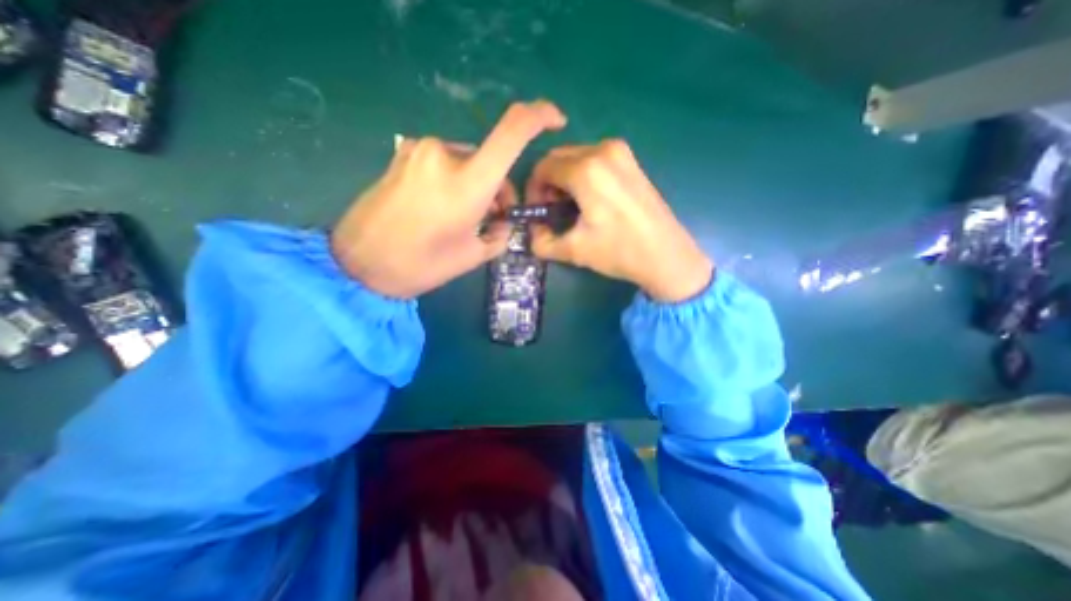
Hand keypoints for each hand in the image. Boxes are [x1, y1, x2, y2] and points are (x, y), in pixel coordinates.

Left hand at [334, 101, 568, 300]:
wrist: (358, 264)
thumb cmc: (421, 265)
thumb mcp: (473, 256)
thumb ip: (499, 235)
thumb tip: (503, 222)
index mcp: (468, 183)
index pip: (513, 130)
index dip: (540, 116)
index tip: (557, 120)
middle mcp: (446, 154)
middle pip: (490, 158)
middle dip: (498, 187)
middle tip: (493, 219)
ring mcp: (420, 149)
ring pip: (468, 161)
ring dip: (476, 185)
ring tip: (464, 218)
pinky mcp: (404, 154)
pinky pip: (445, 162)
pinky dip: (455, 180)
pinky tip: (442, 208)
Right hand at [526, 138, 708, 299]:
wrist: (666, 256)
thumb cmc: (619, 251)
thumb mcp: (573, 250)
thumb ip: (541, 242)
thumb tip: (532, 233)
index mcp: (586, 170)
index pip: (542, 168)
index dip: (533, 189)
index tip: (537, 211)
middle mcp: (602, 150)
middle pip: (558, 158)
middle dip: (548, 183)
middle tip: (551, 211)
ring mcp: (621, 152)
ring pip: (576, 157)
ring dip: (565, 179)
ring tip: (570, 208)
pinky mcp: (631, 161)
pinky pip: (594, 159)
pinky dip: (583, 175)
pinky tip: (590, 200)